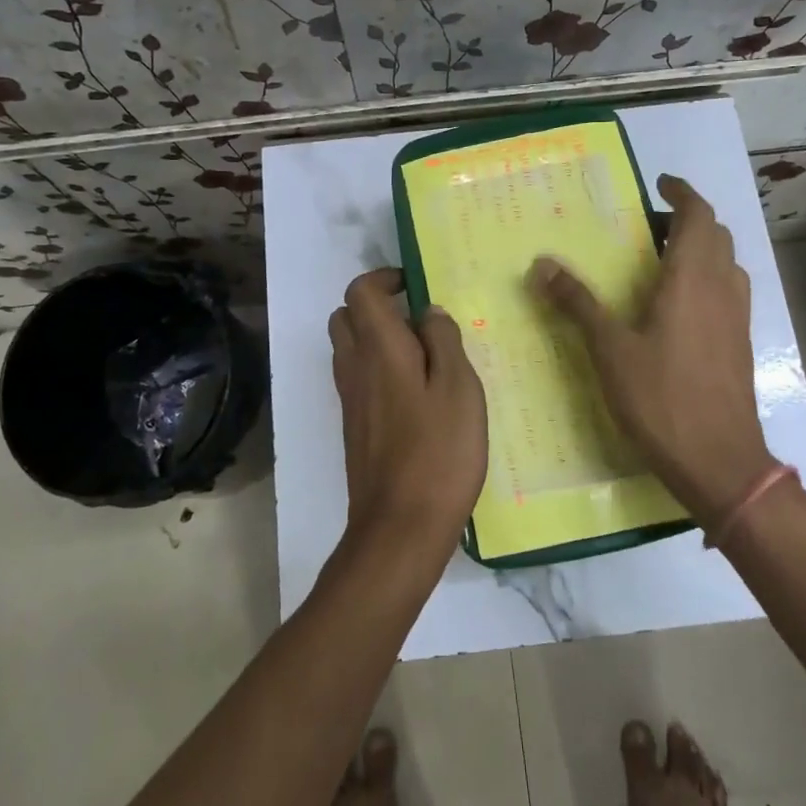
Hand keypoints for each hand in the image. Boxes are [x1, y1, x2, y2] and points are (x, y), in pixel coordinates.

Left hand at [329, 268, 488, 559]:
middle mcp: (354, 367)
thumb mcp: (460, 388)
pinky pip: (358, 379)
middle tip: (419, 321)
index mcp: (379, 349)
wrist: (400, 527)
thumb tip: (428, 312)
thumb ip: (444, 341)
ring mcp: (350, 399)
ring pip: (349, 349)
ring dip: (378, 339)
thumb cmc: (438, 452)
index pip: (360, 292)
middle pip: (346, 317)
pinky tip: (418, 395)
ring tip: (426, 358)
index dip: (383, 278)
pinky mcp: (354, 427)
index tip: (415, 286)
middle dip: (376, 307)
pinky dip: (379, 370)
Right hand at [528, 175, 775, 524]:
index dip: (682, 193)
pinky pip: (729, 291)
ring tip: (664, 260)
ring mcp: (737, 318)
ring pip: (727, 263)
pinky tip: (680, 306)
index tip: (659, 184)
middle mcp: (721, 289)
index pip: (698, 216)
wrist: (720, 461)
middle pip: (716, 235)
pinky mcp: (741, 344)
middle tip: (651, 226)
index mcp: (691, 280)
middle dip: (688, 219)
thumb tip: (541, 264)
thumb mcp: (610, 350)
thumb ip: (577, 303)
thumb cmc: (662, 399)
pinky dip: (709, 278)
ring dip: (702, 248)